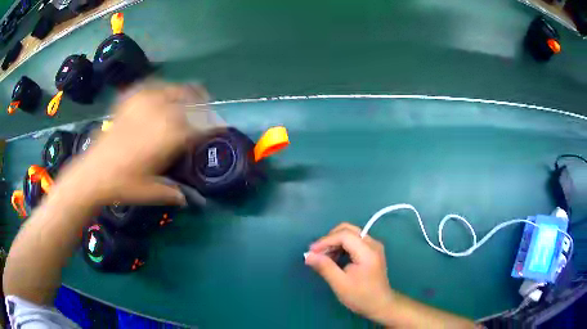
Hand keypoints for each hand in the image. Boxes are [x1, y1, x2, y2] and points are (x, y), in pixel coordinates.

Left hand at [56, 82, 208, 206]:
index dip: (209, 125)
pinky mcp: (127, 104)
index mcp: (166, 139)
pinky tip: (160, 90)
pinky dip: (158, 87)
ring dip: (182, 90)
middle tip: (208, 104)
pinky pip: (147, 88)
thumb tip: (187, 198)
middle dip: (200, 102)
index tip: (218, 126)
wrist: (92, 174)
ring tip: (189, 92)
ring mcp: (141, 107)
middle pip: (186, 102)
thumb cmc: (122, 186)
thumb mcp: (149, 192)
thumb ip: (171, 192)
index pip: (195, 127)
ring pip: (169, 90)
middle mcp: (157, 117)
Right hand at [305, 223, 395, 323]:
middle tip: (317, 253)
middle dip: (330, 239)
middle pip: (348, 230)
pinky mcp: (372, 251)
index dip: (326, 241)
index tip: (311, 252)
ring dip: (335, 242)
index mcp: (367, 251)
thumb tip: (308, 255)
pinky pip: (354, 241)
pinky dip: (342, 246)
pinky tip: (334, 258)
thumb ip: (325, 267)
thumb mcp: (340, 284)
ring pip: (351, 234)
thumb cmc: (361, 296)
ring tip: (324, 258)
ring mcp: (374, 246)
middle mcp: (372, 244)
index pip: (344, 235)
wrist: (381, 305)